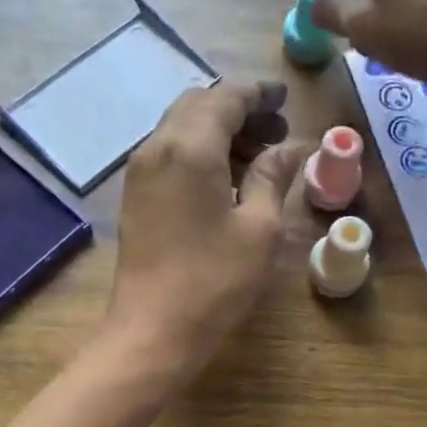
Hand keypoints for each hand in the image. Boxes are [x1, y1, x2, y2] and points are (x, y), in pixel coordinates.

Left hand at [103, 81, 309, 376]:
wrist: (152, 331)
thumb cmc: (214, 281)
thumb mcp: (259, 229)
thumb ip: (273, 178)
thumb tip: (290, 148)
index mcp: (189, 147)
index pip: (225, 98)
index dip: (258, 95)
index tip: (286, 102)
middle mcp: (156, 148)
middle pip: (198, 106)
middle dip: (239, 111)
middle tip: (276, 134)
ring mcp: (140, 173)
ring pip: (181, 129)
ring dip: (219, 132)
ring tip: (258, 159)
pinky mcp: (136, 197)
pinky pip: (169, 155)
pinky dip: (200, 153)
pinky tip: (226, 181)